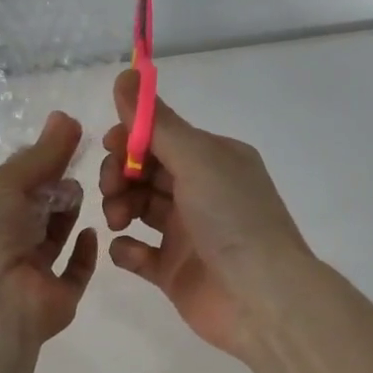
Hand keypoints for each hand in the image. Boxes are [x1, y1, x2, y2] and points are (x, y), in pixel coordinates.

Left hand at [0, 111, 98, 352]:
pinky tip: (92, 232)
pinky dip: (84, 252)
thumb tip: (67, 116)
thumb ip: (41, 154)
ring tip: (82, 193)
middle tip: (79, 167)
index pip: (11, 186)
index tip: (67, 141)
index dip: (37, 164)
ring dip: (66, 214)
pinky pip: (74, 272)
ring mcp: (30, 274)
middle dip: (53, 188)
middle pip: (33, 210)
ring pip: (52, 239)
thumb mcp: (7, 182)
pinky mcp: (56, 297)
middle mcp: (2, 245)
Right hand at [99, 69, 314, 360]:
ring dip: (119, 206)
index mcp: (213, 159)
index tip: (110, 146)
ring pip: (138, 207)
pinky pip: (138, 252)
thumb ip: (155, 121)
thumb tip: (125, 73)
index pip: (161, 137)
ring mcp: (187, 233)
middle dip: (120, 173)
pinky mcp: (174, 270)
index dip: (131, 139)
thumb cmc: (232, 218)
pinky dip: (126, 248)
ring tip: (118, 219)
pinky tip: (127, 249)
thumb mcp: (196, 159)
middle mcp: (201, 191)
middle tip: (112, 188)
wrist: (262, 299)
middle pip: (145, 171)